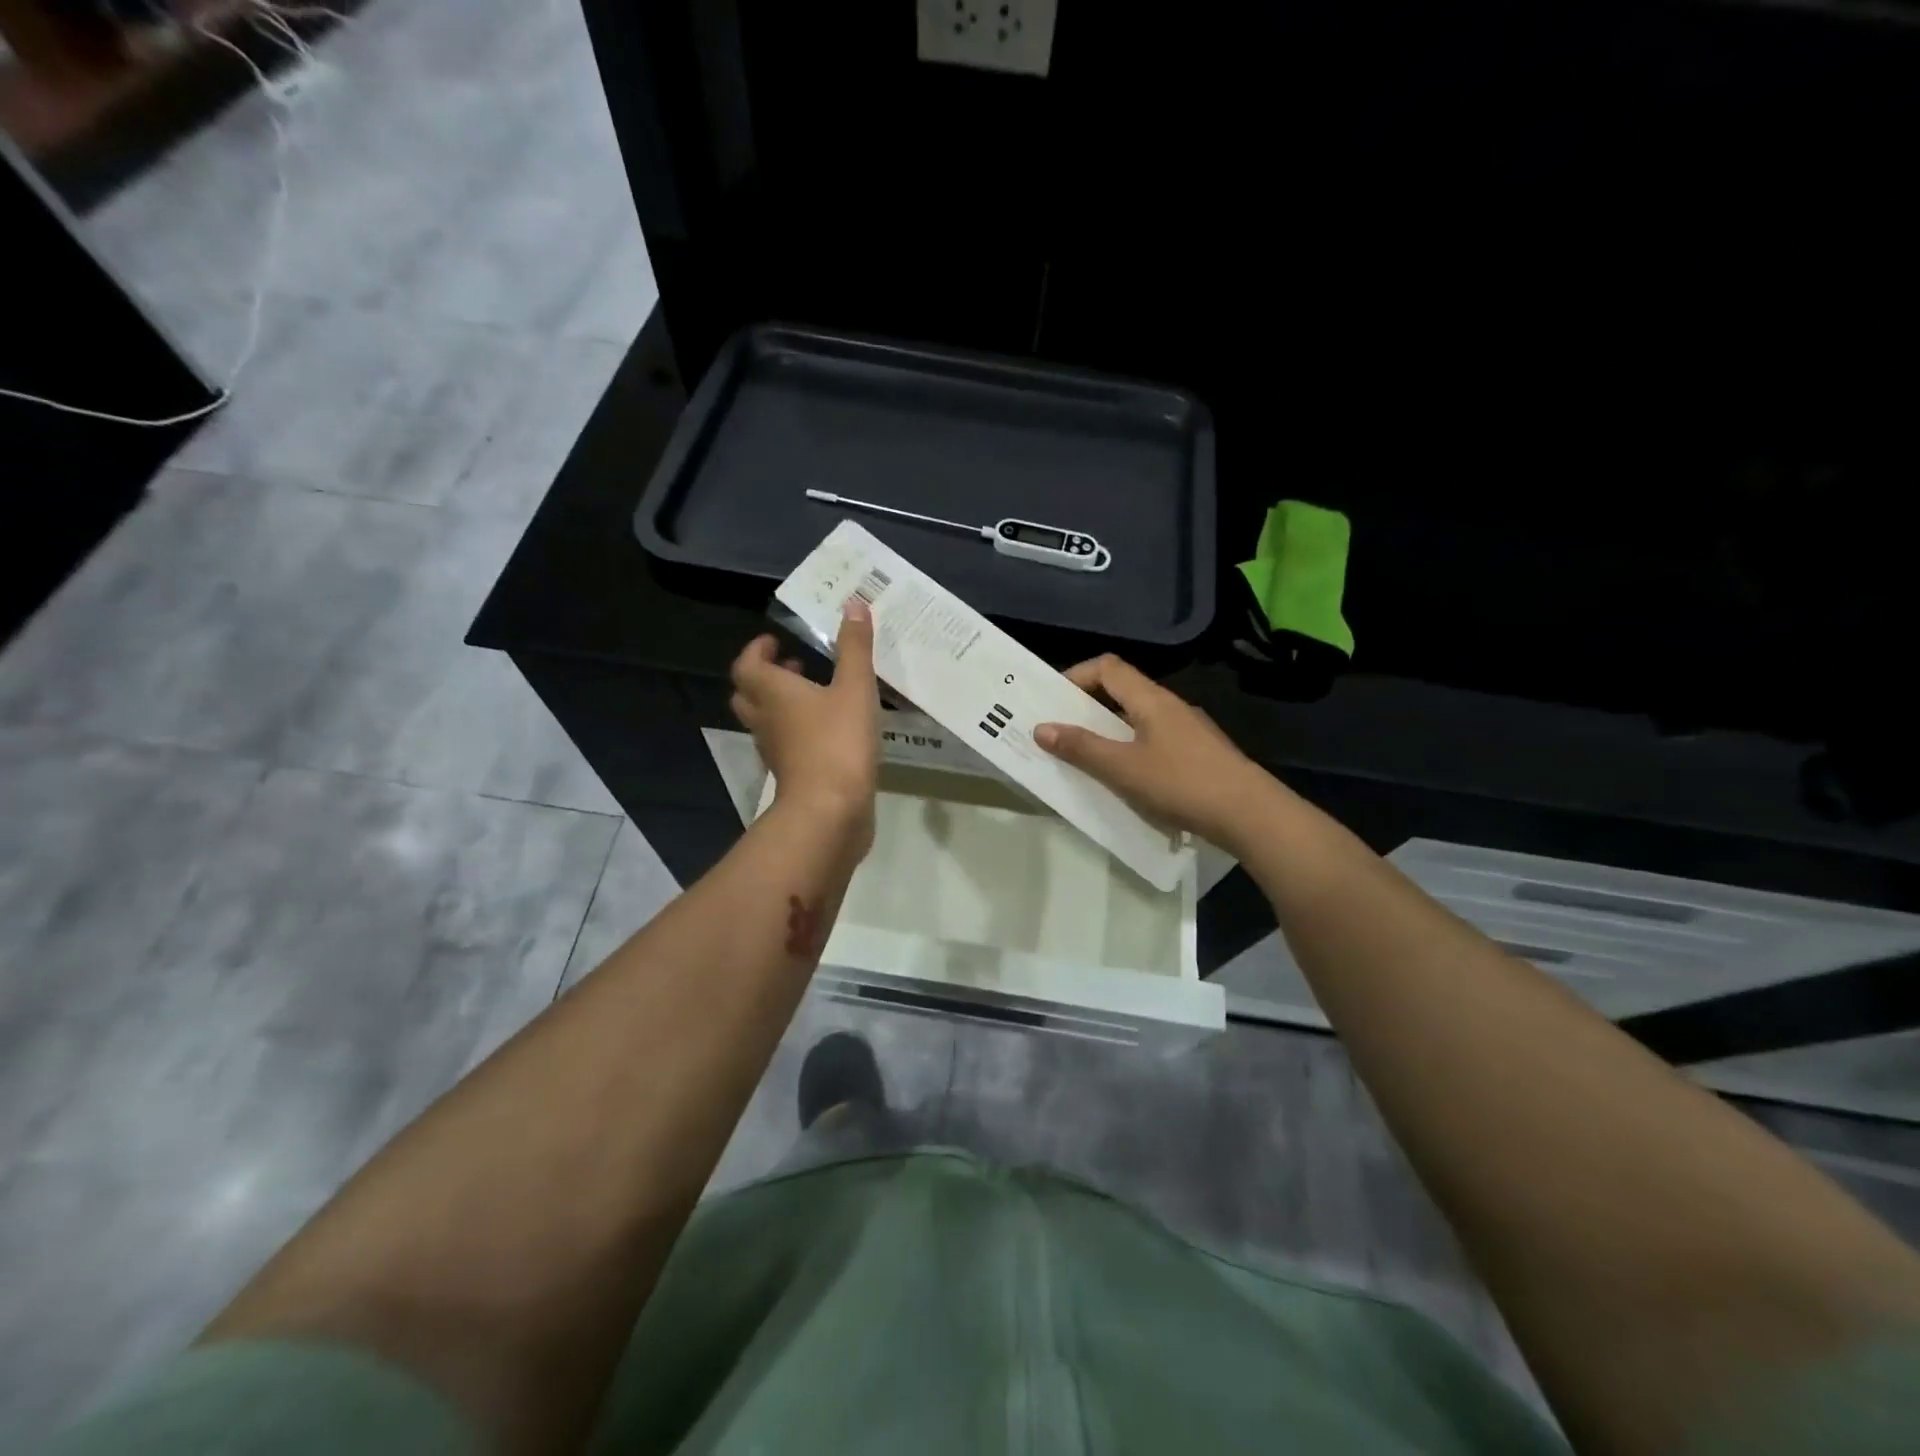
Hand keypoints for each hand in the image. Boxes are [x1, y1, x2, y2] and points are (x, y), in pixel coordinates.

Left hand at [730, 599, 880, 837]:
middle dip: (765, 676)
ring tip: (814, 694)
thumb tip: (853, 603)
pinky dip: (797, 730)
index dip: (757, 650)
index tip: (776, 642)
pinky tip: (828, 729)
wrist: (830, 811)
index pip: (747, 665)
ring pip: (765, 720)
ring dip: (781, 704)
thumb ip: (854, 647)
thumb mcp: (854, 687)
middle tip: (793, 666)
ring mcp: (775, 750)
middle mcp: (765, 719)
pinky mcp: (791, 774)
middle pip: (748, 693)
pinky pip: (785, 744)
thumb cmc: (838, 742)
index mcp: (772, 692)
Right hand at [1034, 654, 1271, 845]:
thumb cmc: (1181, 783)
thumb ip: (1081, 748)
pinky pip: (1153, 740)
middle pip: (1122, 691)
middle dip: (1087, 707)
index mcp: (1151, 699)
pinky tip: (1125, 779)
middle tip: (1060, 731)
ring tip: (1085, 758)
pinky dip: (1130, 749)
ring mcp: (1188, 729)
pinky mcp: (1198, 753)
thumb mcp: (1122, 768)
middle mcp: (1170, 706)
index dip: (1076, 676)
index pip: (1107, 667)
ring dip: (1108, 731)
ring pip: (1138, 718)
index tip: (1052, 701)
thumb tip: (1041, 728)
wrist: (1249, 813)